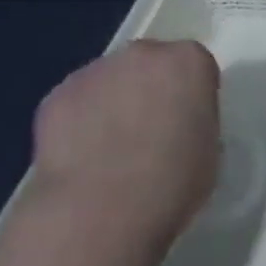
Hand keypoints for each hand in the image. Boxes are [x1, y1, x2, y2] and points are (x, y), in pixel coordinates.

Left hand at [31, 39, 221, 243]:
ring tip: (105, 152)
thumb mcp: (208, 150)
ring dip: (110, 103)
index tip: (184, 125)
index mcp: (189, 62)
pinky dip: (77, 123)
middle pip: (149, 64)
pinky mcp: (57, 95)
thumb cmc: (171, 184)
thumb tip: (175, 128)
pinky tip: (79, 160)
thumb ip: (193, 122)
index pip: (194, 67)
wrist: (101, 212)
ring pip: (108, 81)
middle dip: (147, 90)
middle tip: (145, 134)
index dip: (189, 97)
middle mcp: (144, 54)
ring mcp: (96, 71)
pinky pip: (75, 103)